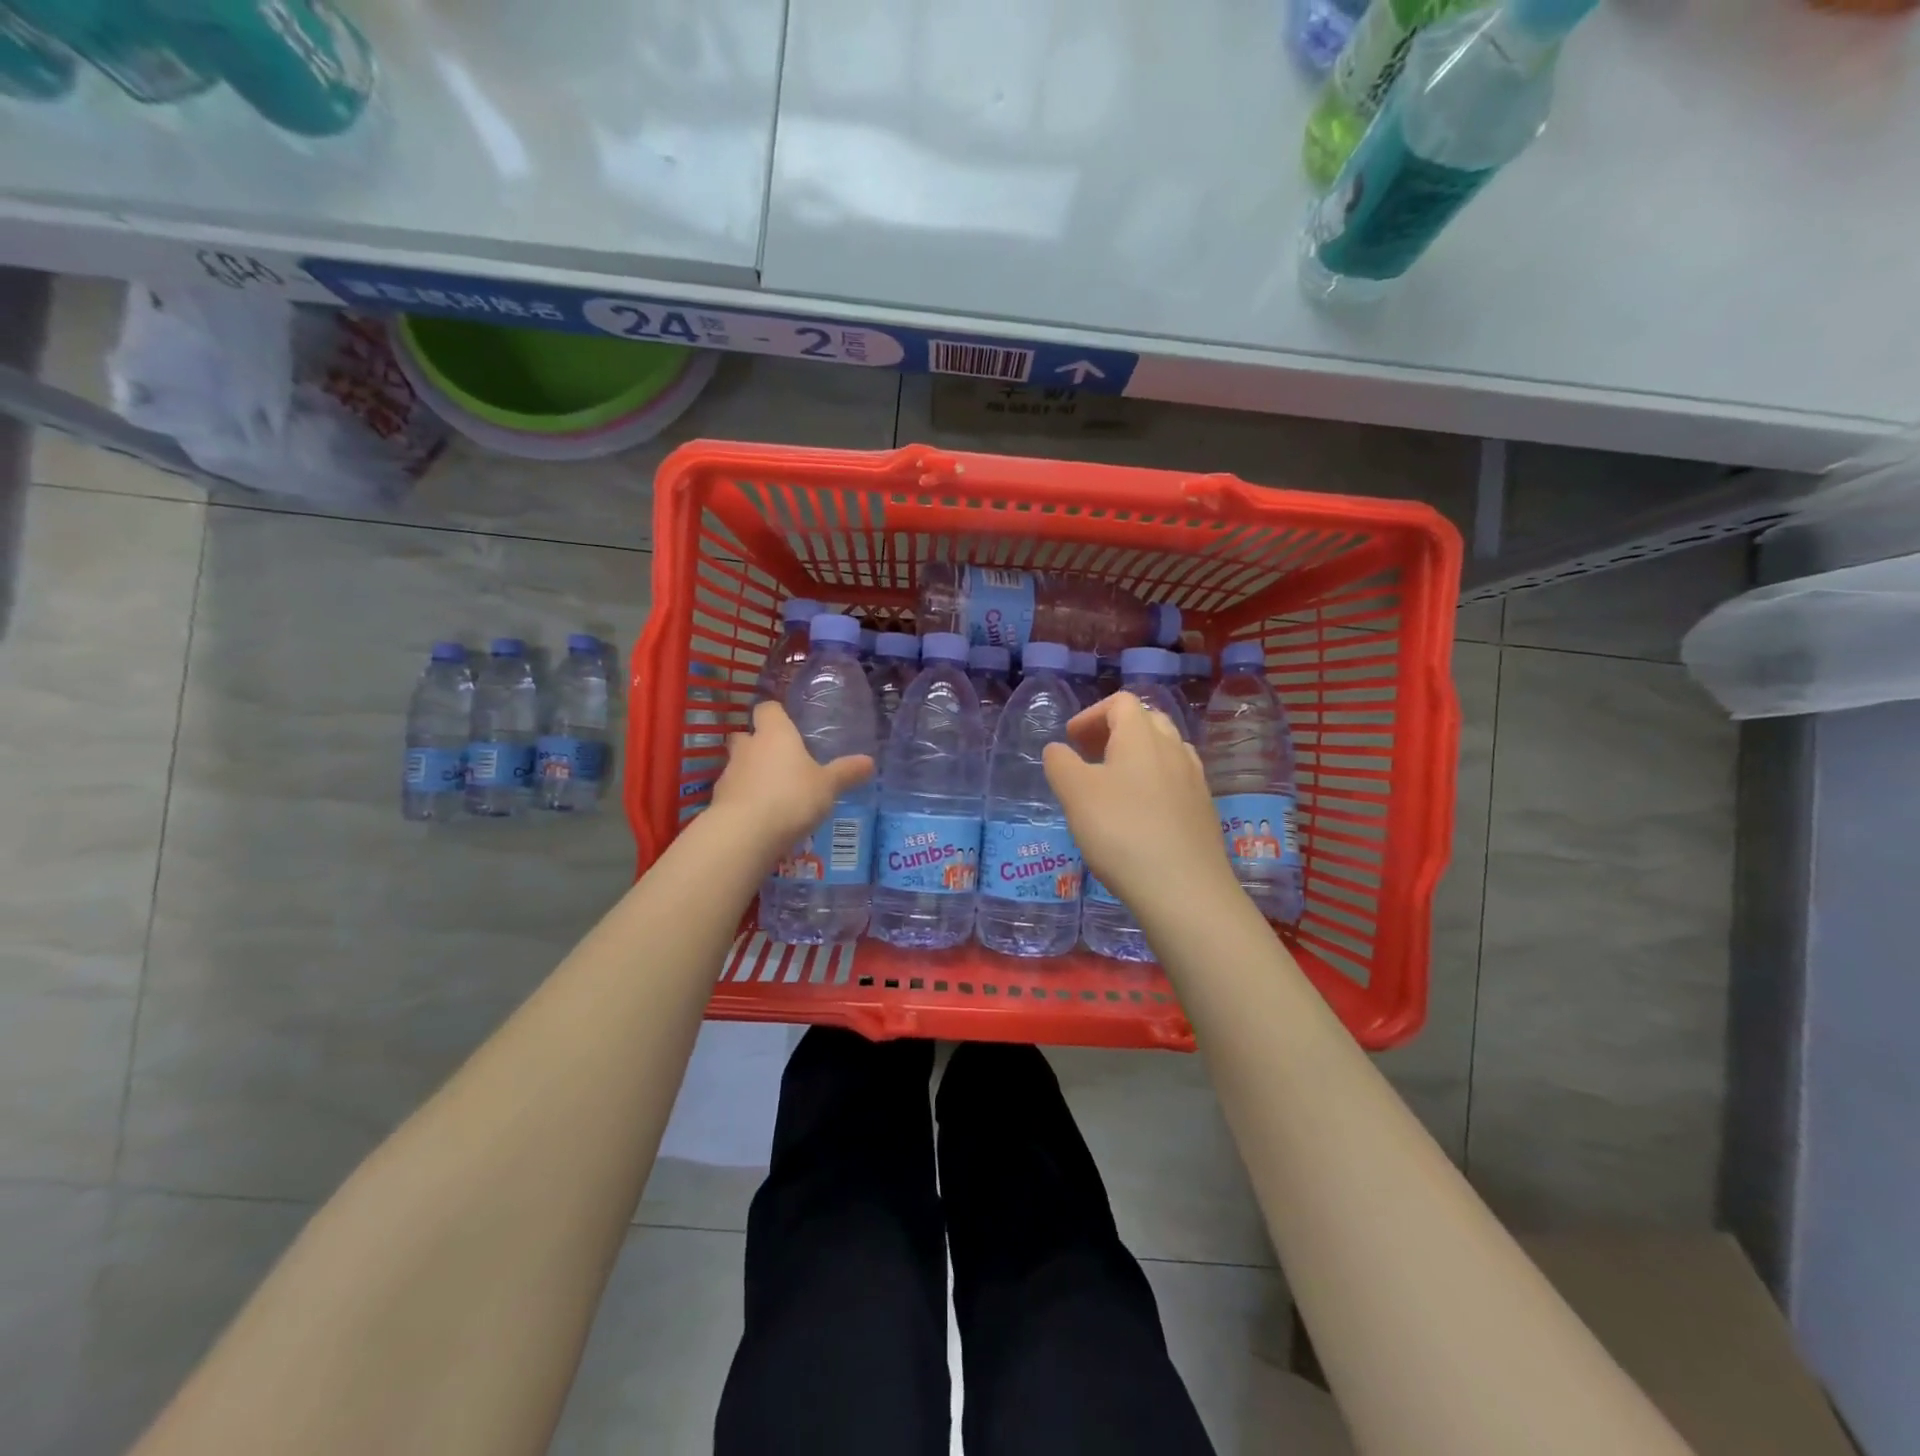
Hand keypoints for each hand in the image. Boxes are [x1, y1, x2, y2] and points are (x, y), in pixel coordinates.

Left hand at [709, 701, 873, 855]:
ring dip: (751, 772)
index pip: (768, 709)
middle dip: (759, 743)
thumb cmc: (792, 797)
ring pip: (739, 764)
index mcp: (775, 734)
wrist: (745, 833)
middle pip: (746, 735)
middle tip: (780, 759)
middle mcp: (748, 747)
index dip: (776, 714)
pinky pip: (734, 792)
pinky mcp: (719, 800)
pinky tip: (761, 814)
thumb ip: (847, 772)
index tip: (787, 724)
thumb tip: (870, 761)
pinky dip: (745, 798)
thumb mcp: (828, 786)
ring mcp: (729, 773)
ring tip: (773, 791)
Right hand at [1042, 692, 1235, 912]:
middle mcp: (1174, 749)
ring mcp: (1194, 781)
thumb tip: (1058, 749)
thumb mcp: (1076, 794)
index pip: (1121, 703)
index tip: (1071, 739)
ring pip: (1165, 751)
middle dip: (1115, 731)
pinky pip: (1176, 781)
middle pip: (1147, 722)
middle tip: (1090, 754)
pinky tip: (1140, 814)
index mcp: (1142, 736)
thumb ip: (1061, 764)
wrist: (1184, 889)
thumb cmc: (1122, 832)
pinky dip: (1153, 783)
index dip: (1092, 714)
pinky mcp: (1204, 812)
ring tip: (1113, 783)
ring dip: (1137, 756)